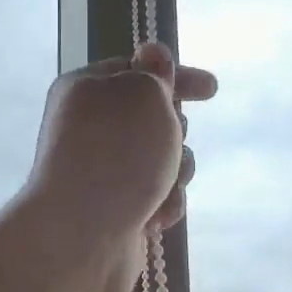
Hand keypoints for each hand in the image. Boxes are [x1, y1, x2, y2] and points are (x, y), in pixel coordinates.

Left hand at [22, 44, 215, 291]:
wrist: (81, 236)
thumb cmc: (116, 155)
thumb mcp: (145, 96)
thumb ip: (156, 74)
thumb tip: (153, 55)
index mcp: (86, 90)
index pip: (137, 70)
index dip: (175, 76)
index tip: (211, 90)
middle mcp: (91, 128)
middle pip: (155, 118)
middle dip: (175, 132)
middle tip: (168, 143)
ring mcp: (103, 171)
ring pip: (164, 160)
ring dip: (176, 172)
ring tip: (161, 188)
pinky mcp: (117, 208)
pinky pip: (157, 196)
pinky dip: (163, 204)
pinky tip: (152, 218)